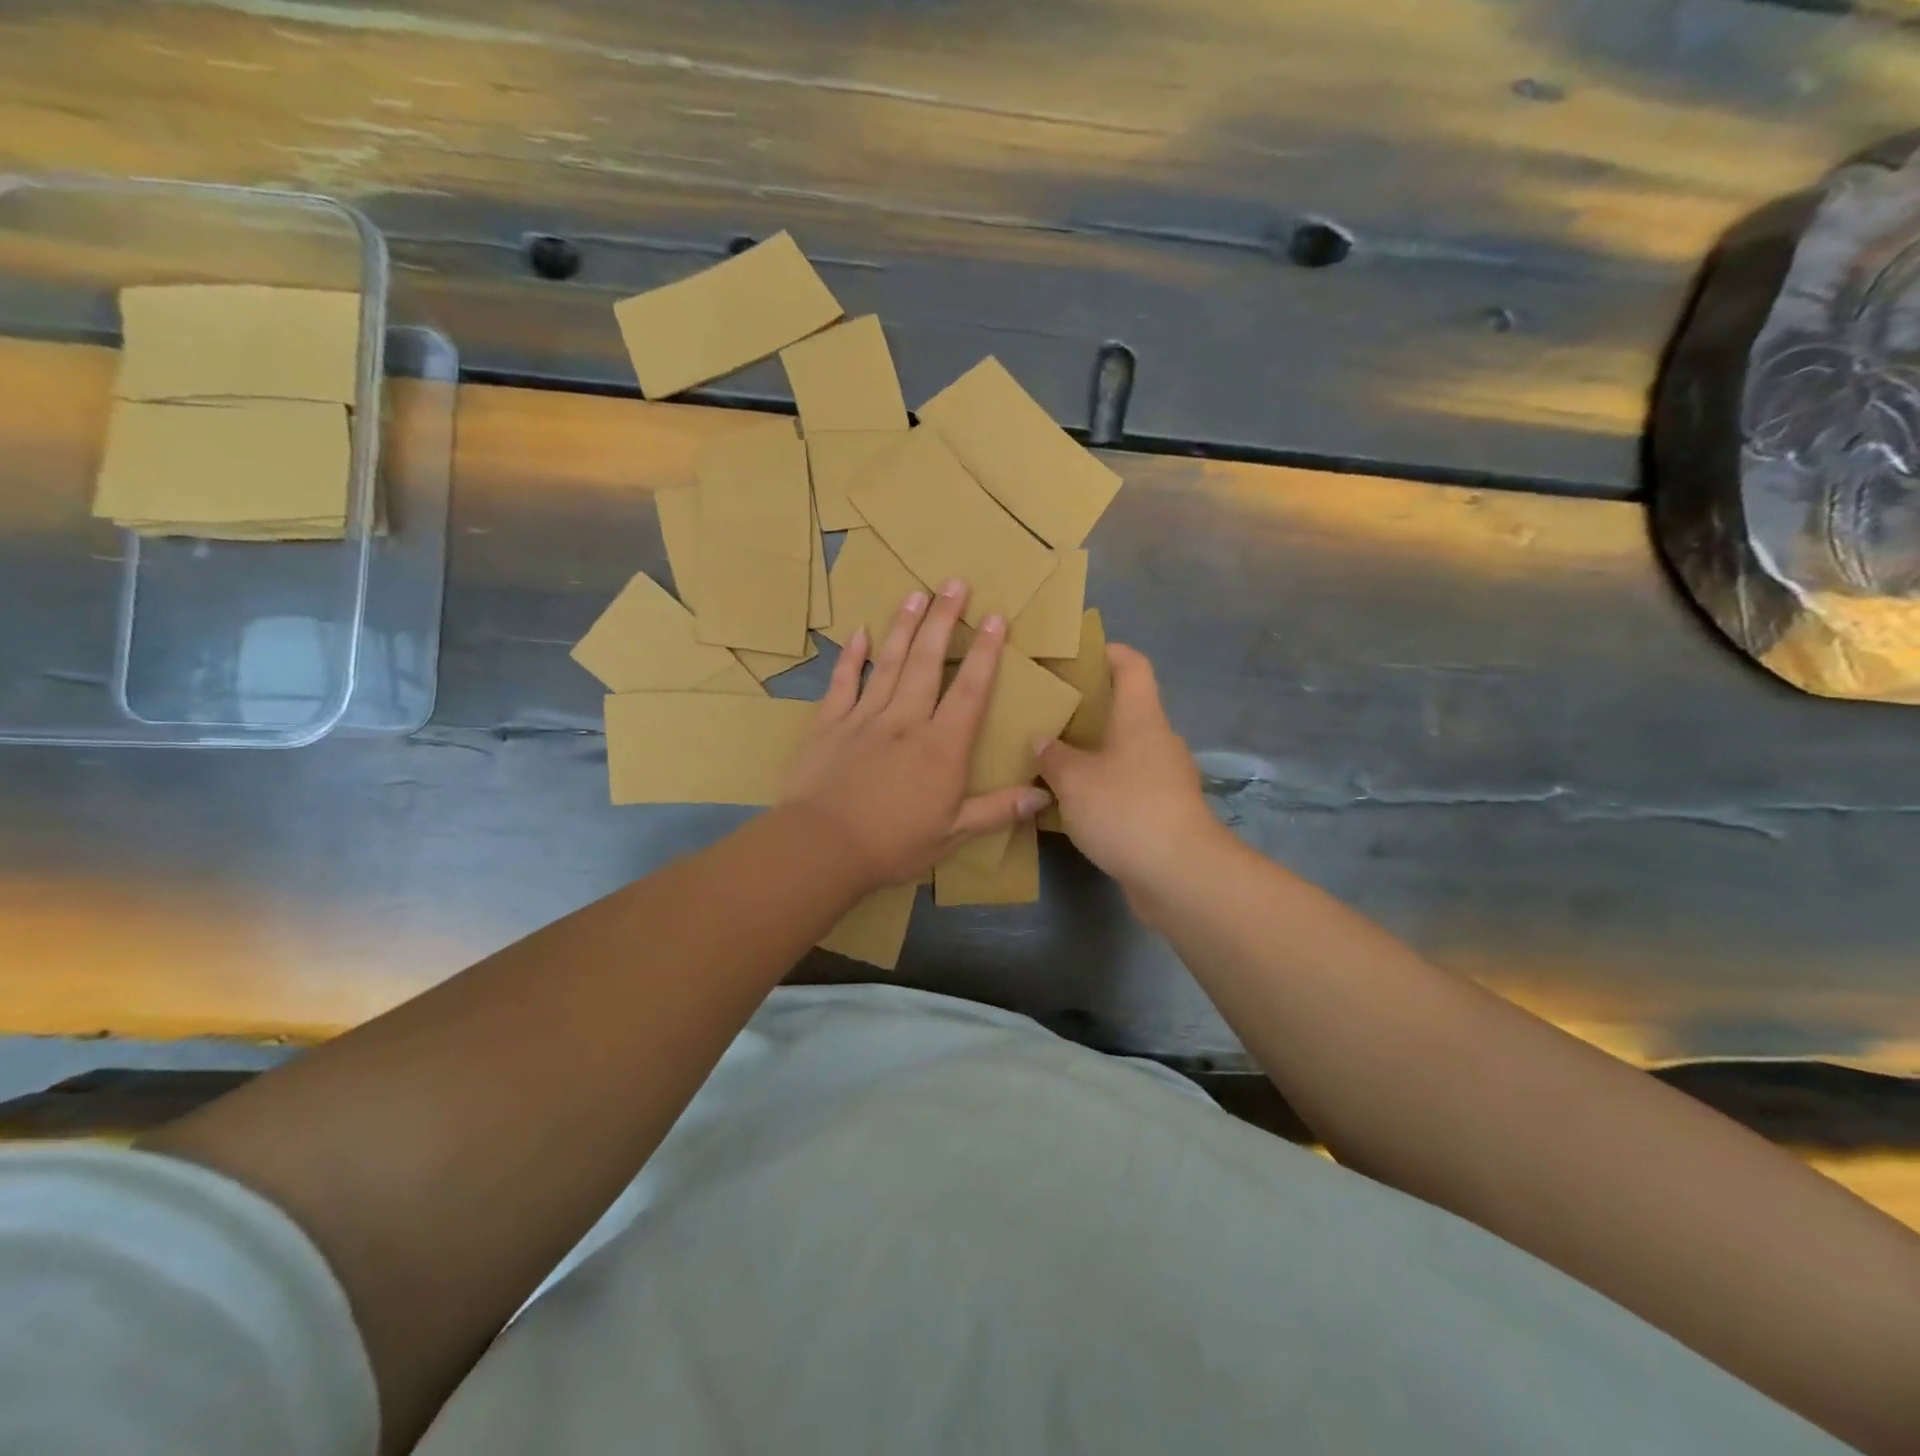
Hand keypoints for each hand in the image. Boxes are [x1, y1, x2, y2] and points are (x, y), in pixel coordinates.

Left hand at [781, 579, 1051, 891]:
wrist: (821, 847)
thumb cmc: (892, 844)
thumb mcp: (952, 836)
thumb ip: (997, 811)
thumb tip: (1044, 795)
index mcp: (941, 746)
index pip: (969, 690)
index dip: (985, 653)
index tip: (996, 617)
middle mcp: (905, 720)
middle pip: (927, 661)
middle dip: (944, 620)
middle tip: (954, 583)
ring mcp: (863, 717)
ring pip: (888, 662)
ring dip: (903, 625)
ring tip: (916, 593)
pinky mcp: (828, 724)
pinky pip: (842, 682)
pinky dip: (851, 656)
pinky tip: (859, 632)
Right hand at [1035, 643, 1222, 894]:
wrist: (1178, 873)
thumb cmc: (1125, 808)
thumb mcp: (1074, 779)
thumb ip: (1054, 756)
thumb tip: (1042, 740)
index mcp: (1140, 717)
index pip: (1132, 666)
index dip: (1110, 652)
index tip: (1081, 652)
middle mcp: (1157, 740)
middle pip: (1126, 709)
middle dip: (1090, 708)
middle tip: (1049, 711)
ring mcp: (1165, 778)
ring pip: (1125, 751)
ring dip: (1093, 752)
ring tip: (1052, 756)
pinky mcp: (1163, 811)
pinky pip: (1127, 785)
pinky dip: (1102, 786)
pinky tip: (1071, 801)